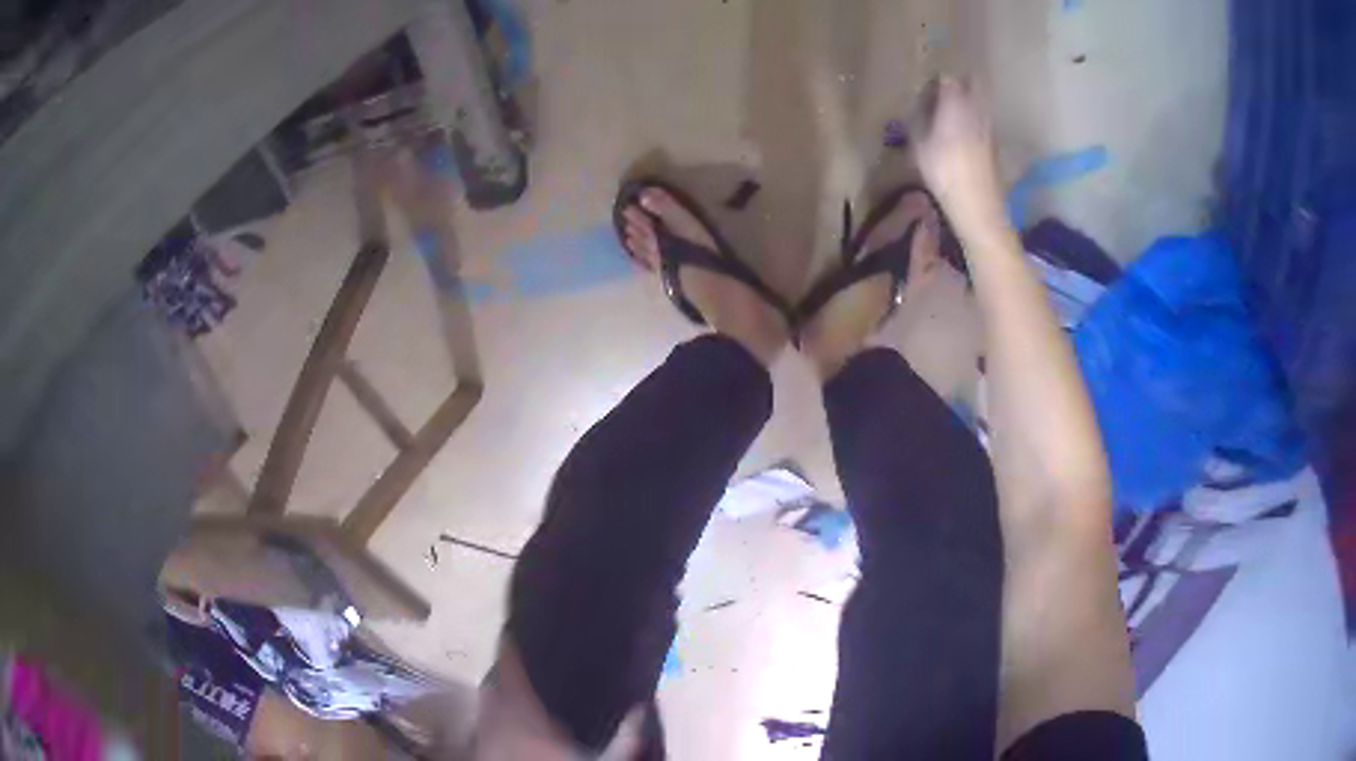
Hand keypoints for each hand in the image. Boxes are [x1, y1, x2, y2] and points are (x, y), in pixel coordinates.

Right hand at [913, 76, 1006, 233]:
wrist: (978, 204)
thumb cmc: (944, 172)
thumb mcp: (919, 145)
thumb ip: (918, 120)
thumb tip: (917, 108)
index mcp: (955, 103)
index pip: (946, 78)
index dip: (935, 81)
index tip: (925, 89)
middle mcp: (976, 107)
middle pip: (971, 82)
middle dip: (959, 83)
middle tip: (943, 93)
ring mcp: (988, 124)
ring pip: (980, 99)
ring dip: (969, 99)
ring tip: (952, 110)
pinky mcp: (994, 140)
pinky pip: (984, 117)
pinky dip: (974, 116)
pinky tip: (963, 130)